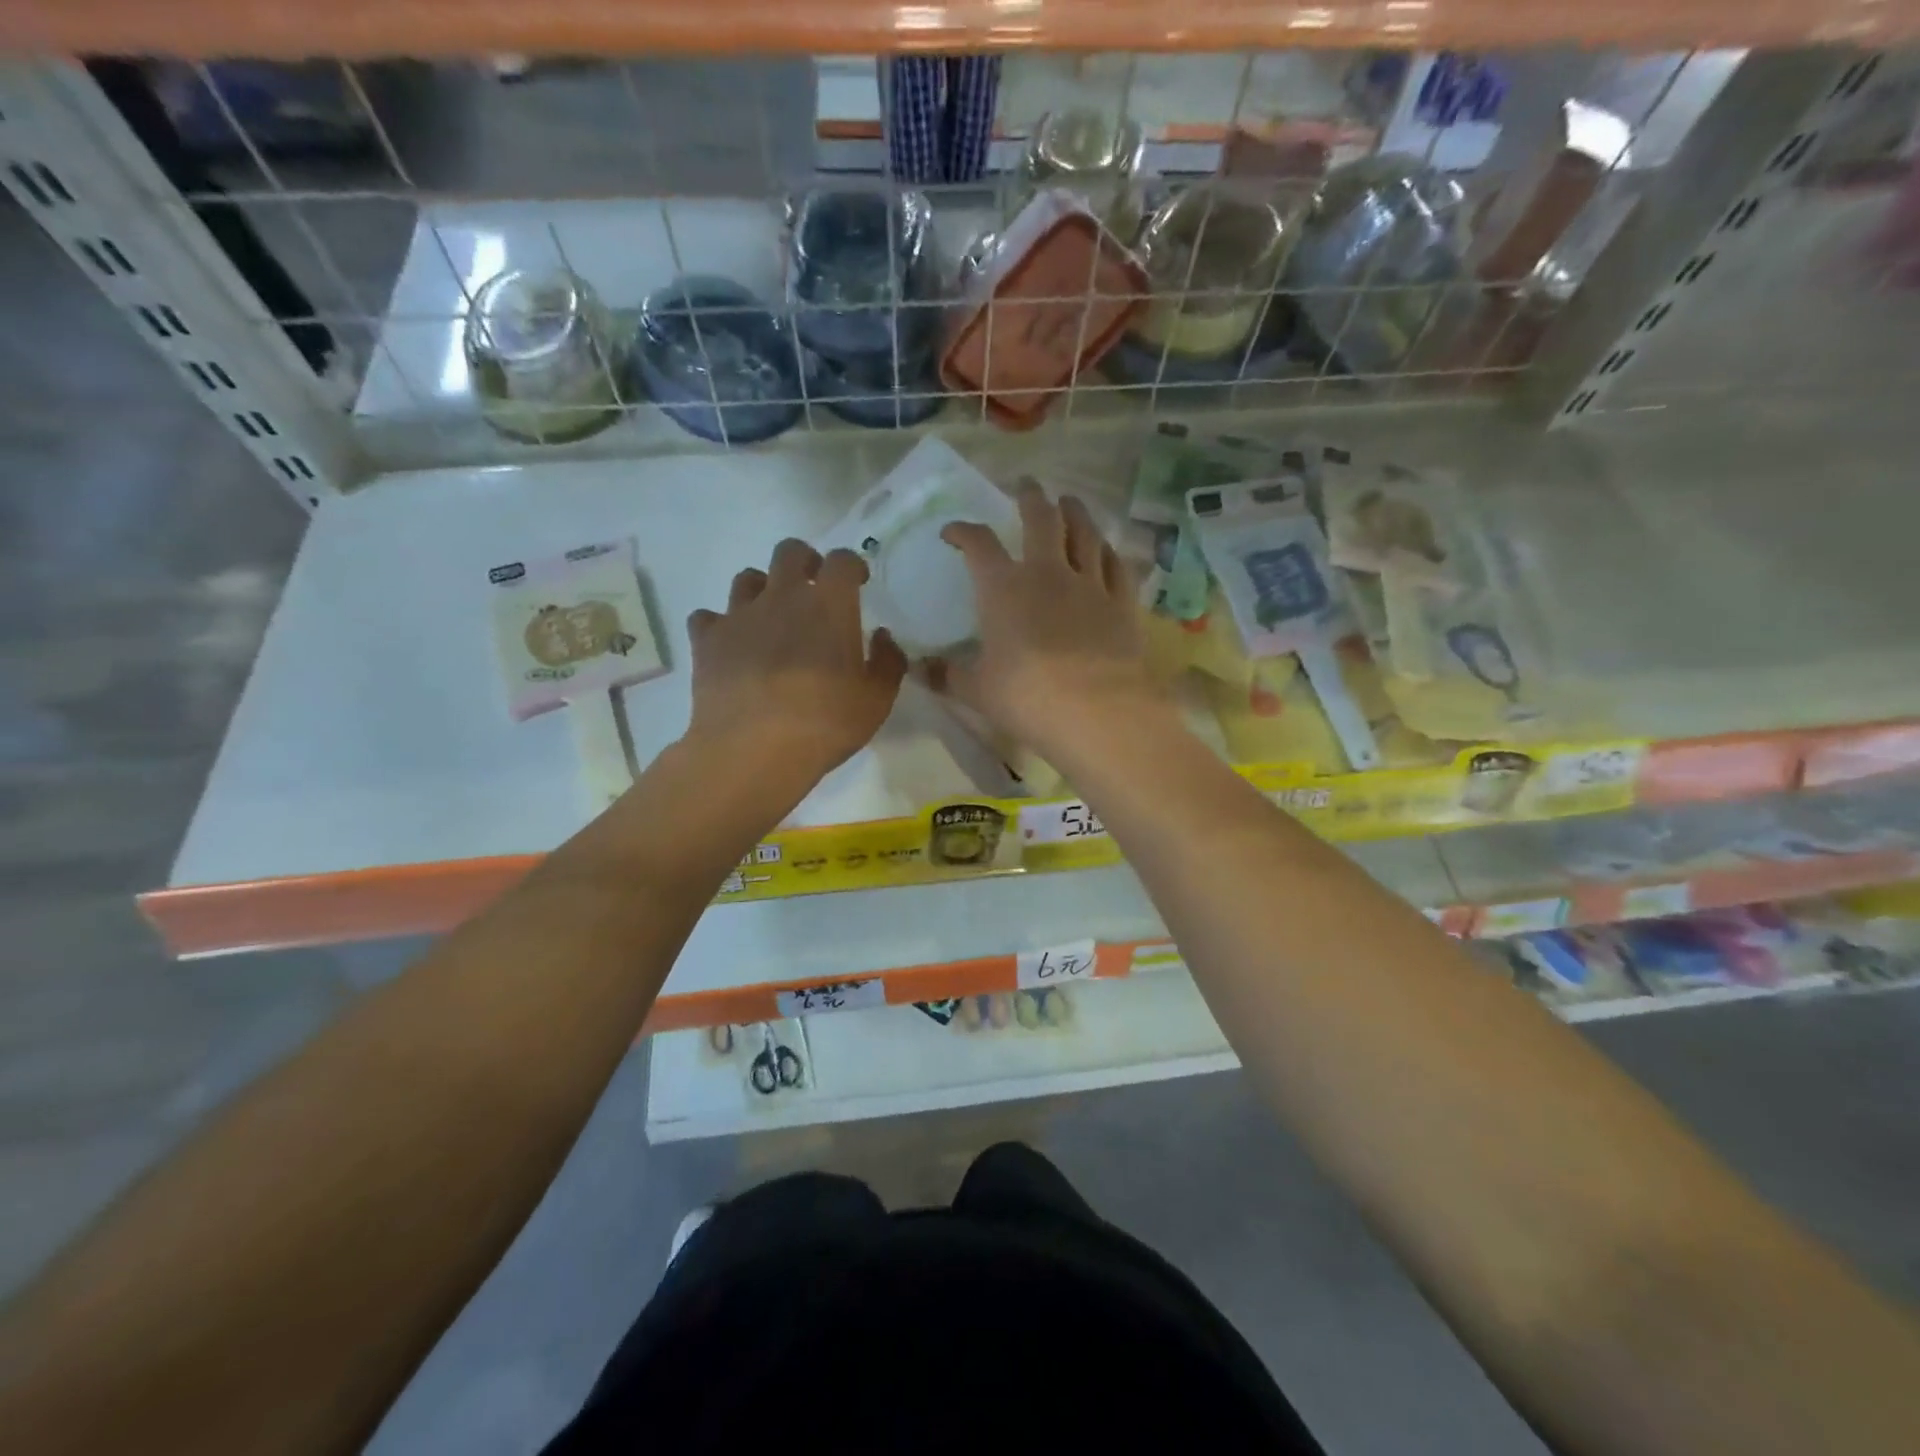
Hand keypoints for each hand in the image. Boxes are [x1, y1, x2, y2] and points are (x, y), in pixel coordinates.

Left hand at [685, 539, 906, 790]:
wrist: (751, 750)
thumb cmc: (824, 724)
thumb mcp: (876, 701)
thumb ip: (887, 662)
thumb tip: (883, 636)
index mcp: (828, 605)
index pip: (842, 560)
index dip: (852, 565)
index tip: (857, 582)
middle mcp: (782, 597)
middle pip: (789, 552)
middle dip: (805, 562)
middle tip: (813, 588)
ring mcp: (739, 615)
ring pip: (747, 578)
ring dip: (763, 590)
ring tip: (771, 617)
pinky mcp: (707, 640)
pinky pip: (708, 617)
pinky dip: (720, 625)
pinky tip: (730, 645)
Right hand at [934, 483, 1161, 761]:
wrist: (1097, 713)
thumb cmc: (1027, 698)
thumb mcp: (976, 690)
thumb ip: (947, 675)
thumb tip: (917, 669)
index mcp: (1004, 589)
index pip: (979, 545)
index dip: (963, 532)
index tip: (953, 532)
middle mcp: (1048, 573)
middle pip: (1041, 519)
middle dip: (1030, 497)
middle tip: (1026, 485)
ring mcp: (1090, 584)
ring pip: (1085, 533)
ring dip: (1075, 512)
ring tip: (1069, 502)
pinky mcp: (1122, 603)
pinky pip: (1117, 565)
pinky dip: (1110, 551)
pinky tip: (1108, 548)